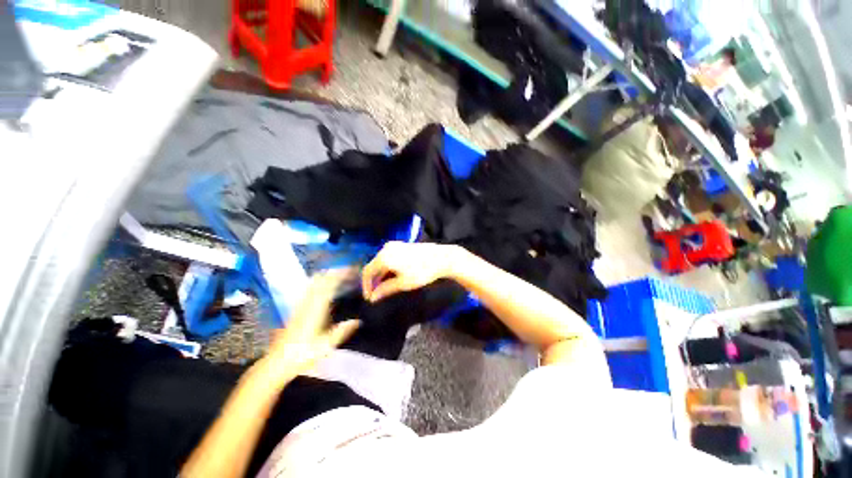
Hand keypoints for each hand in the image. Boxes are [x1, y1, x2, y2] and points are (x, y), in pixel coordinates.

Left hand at [261, 270, 359, 382]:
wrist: (277, 362)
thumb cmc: (303, 354)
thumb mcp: (326, 346)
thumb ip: (342, 331)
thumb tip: (358, 321)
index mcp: (316, 309)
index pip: (329, 285)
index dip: (341, 275)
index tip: (352, 271)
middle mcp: (308, 303)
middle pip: (321, 279)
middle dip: (336, 272)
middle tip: (350, 271)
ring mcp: (301, 304)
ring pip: (314, 282)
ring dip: (328, 275)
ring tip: (341, 275)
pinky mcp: (297, 308)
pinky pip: (310, 288)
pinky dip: (320, 282)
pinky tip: (326, 286)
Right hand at [361, 241, 460, 301]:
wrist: (442, 258)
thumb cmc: (422, 271)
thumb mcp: (403, 283)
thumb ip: (385, 290)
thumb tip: (373, 298)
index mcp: (384, 256)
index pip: (367, 272)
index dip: (366, 286)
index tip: (370, 298)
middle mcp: (386, 248)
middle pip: (374, 265)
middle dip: (374, 281)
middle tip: (377, 295)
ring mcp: (395, 245)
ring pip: (381, 262)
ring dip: (381, 275)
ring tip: (385, 288)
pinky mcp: (402, 245)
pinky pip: (389, 257)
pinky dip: (388, 268)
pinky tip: (393, 277)